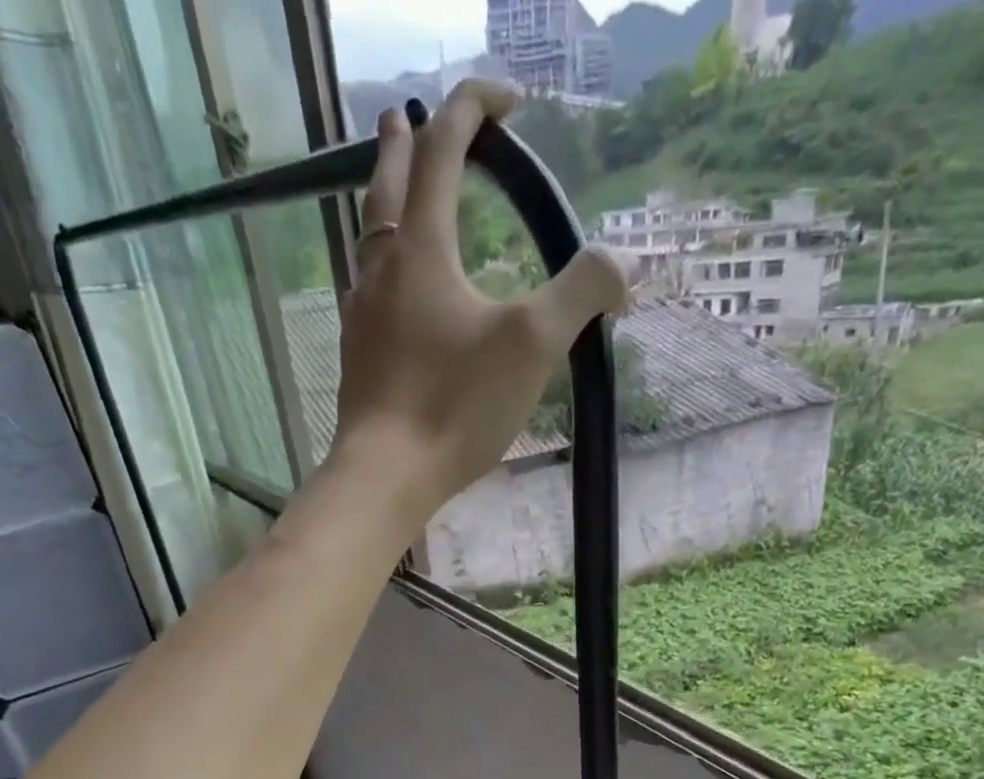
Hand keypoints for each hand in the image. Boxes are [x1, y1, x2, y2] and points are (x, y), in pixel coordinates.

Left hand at [330, 80, 628, 521]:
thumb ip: (581, 293)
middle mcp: (382, 269)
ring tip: (398, 197)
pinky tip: (394, 293)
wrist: (387, 475)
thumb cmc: (455, 405)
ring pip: (370, 239)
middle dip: (405, 143)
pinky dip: (383, 267)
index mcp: (421, 249)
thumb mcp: (532, 345)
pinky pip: (368, 291)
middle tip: (407, 117)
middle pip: (388, 185)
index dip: (474, 109)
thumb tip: (625, 260)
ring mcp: (362, 315)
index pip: (443, 149)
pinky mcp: (358, 358)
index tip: (508, 99)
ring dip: (385, 203)